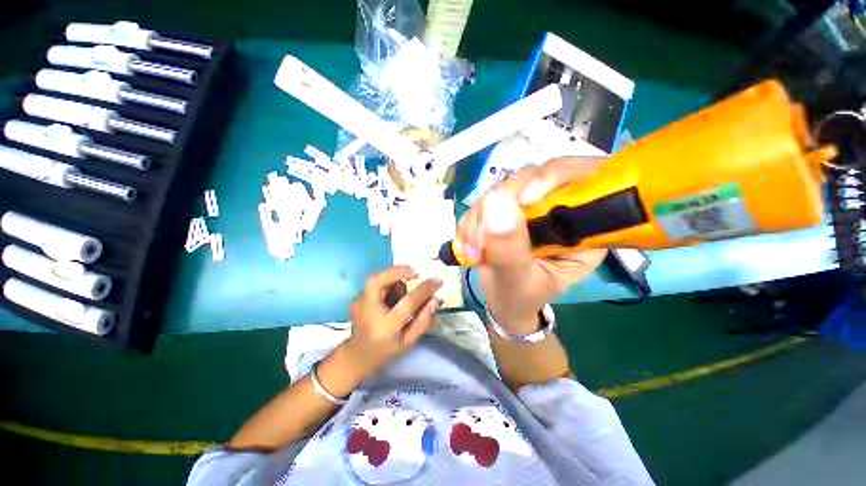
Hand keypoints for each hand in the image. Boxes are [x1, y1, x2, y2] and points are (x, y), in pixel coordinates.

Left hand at [343, 266, 442, 377]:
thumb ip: (424, 321)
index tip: (438, 281)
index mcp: (386, 326)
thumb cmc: (386, 351)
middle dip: (398, 271)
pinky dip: (388, 283)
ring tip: (402, 295)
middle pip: (379, 280)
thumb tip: (436, 299)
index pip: (408, 302)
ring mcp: (359, 302)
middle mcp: (369, 311)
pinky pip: (376, 283)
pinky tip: (391, 297)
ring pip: (379, 279)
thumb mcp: (409, 342)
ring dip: (395, 281)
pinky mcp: (357, 297)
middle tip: (415, 274)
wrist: (356, 356)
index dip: (424, 289)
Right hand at [457, 158, 608, 332]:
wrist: (502, 301)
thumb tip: (497, 202)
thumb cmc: (519, 297)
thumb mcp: (517, 281)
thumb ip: (509, 248)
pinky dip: (470, 223)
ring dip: (480, 219)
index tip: (522, 200)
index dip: (553, 176)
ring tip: (474, 252)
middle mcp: (558, 210)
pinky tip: (469, 247)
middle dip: (500, 207)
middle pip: (532, 178)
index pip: (582, 179)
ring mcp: (528, 207)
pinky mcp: (506, 209)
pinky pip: (484, 201)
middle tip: (480, 241)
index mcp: (582, 228)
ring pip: (502, 189)